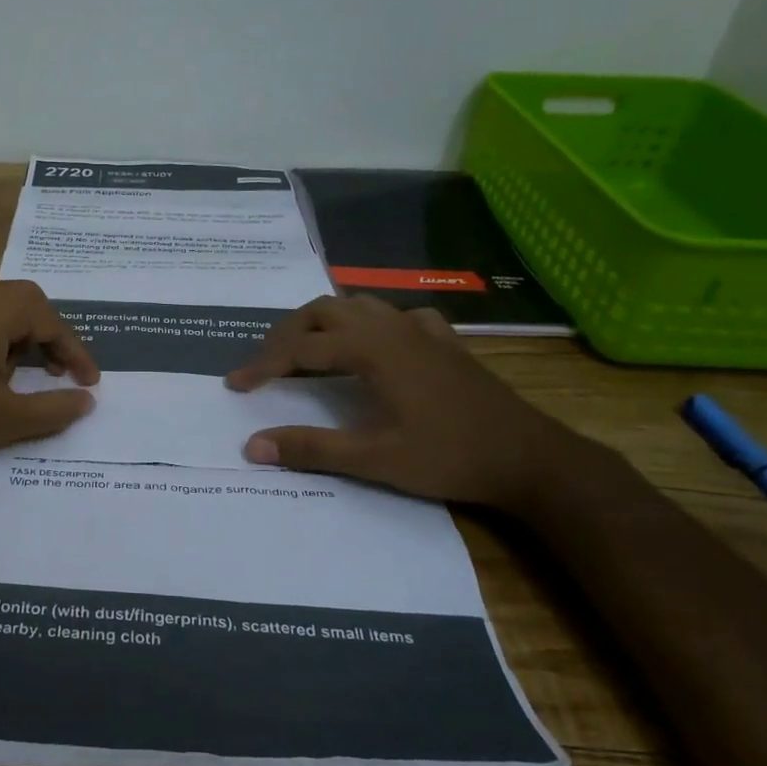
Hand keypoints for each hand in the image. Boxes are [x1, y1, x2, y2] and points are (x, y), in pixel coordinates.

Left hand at [0, 280, 98, 475]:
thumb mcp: (5, 418)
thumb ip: (53, 408)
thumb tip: (87, 401)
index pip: (50, 321)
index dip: (75, 352)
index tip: (90, 382)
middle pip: (25, 302)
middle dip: (50, 336)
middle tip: (60, 370)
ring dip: (23, 337)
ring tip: (29, 376)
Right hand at [224, 296, 577, 509]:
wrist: (530, 458)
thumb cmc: (450, 457)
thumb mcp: (375, 460)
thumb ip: (312, 448)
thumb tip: (252, 445)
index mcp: (373, 350)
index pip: (302, 348)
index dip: (264, 364)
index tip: (235, 384)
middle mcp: (393, 328)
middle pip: (324, 310)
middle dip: (287, 334)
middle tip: (266, 364)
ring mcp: (423, 331)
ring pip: (359, 306)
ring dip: (324, 322)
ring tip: (306, 351)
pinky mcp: (445, 342)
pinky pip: (397, 317)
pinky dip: (371, 324)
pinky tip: (374, 346)